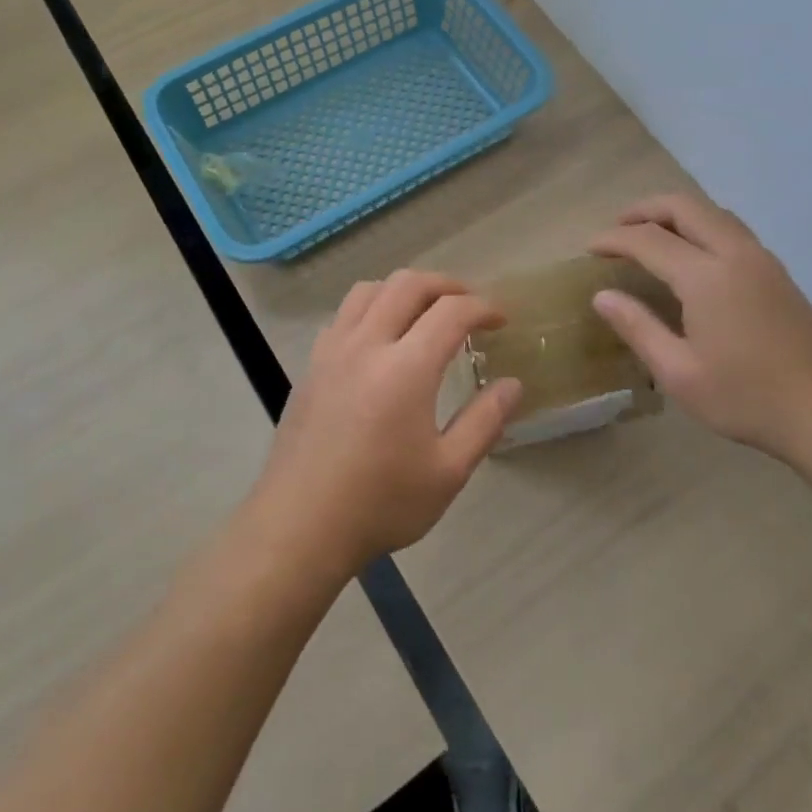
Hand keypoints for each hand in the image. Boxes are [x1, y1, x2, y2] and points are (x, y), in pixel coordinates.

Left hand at [250, 271, 523, 582]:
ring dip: (404, 289)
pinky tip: (381, 340)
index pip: (451, 312)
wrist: (299, 526)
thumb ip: (484, 422)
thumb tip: (512, 384)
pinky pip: (344, 315)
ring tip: (425, 312)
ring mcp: (332, 351)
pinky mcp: (311, 365)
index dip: (483, 307)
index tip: (501, 320)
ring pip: (369, 290)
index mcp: (405, 368)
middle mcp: (367, 345)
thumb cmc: (380, 503)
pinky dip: (371, 308)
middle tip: (470, 305)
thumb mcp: (448, 472)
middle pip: (408, 284)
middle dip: (446, 285)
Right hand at [588, 193, 811, 464]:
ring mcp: (762, 259)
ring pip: (712, 212)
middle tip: (617, 229)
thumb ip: (638, 327)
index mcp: (706, 276)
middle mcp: (735, 253)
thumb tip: (601, 296)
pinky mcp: (778, 273)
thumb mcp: (679, 373)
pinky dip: (700, 226)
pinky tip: (691, 256)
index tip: (589, 248)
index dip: (614, 238)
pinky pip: (730, 228)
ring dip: (675, 213)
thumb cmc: (748, 398)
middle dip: (644, 209)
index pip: (648, 239)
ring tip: (650, 236)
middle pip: (684, 206)